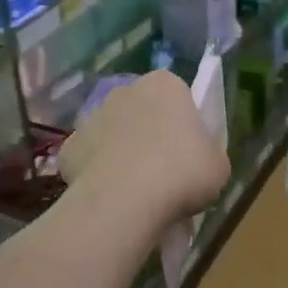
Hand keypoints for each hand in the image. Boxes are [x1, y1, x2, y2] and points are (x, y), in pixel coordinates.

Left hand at [61, 71, 229, 229]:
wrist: (125, 201)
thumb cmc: (182, 174)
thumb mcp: (218, 166)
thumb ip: (208, 153)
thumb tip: (197, 159)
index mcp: (165, 85)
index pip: (178, 95)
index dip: (184, 124)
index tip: (189, 152)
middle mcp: (124, 91)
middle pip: (141, 111)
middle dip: (150, 135)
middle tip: (165, 172)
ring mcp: (91, 117)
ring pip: (113, 134)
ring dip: (122, 153)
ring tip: (137, 191)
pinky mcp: (69, 148)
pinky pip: (89, 160)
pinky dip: (98, 176)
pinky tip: (111, 199)